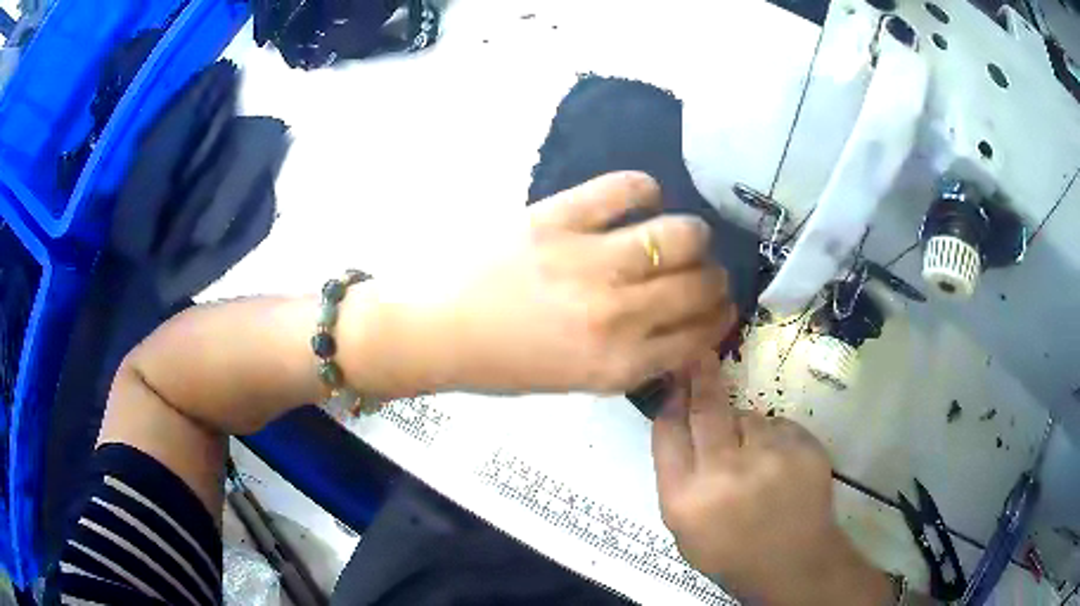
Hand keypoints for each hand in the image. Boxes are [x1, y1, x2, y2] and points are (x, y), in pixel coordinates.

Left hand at [389, 171, 736, 394]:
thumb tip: (682, 329)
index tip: (719, 306)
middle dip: (714, 279)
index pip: (700, 335)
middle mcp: (615, 315)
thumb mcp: (578, 383)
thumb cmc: (503, 363)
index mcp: (618, 365)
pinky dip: (644, 190)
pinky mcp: (557, 217)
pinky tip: (640, 200)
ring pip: (679, 235)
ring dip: (693, 236)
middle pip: (700, 284)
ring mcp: (588, 261)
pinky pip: (626, 188)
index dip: (719, 317)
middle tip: (702, 271)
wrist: (436, 329)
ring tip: (680, 237)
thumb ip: (636, 358)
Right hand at [652, 354, 893, 605]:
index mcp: (686, 497)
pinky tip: (779, 466)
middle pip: (706, 409)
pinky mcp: (803, 447)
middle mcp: (725, 472)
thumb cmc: (729, 551)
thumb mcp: (684, 527)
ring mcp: (770, 456)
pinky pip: (779, 426)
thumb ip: (677, 475)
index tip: (673, 378)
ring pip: (748, 417)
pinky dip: (775, 439)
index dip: (670, 401)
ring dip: (745, 428)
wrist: (792, 562)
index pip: (668, 432)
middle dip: (701, 377)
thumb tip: (679, 418)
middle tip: (700, 356)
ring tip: (755, 461)